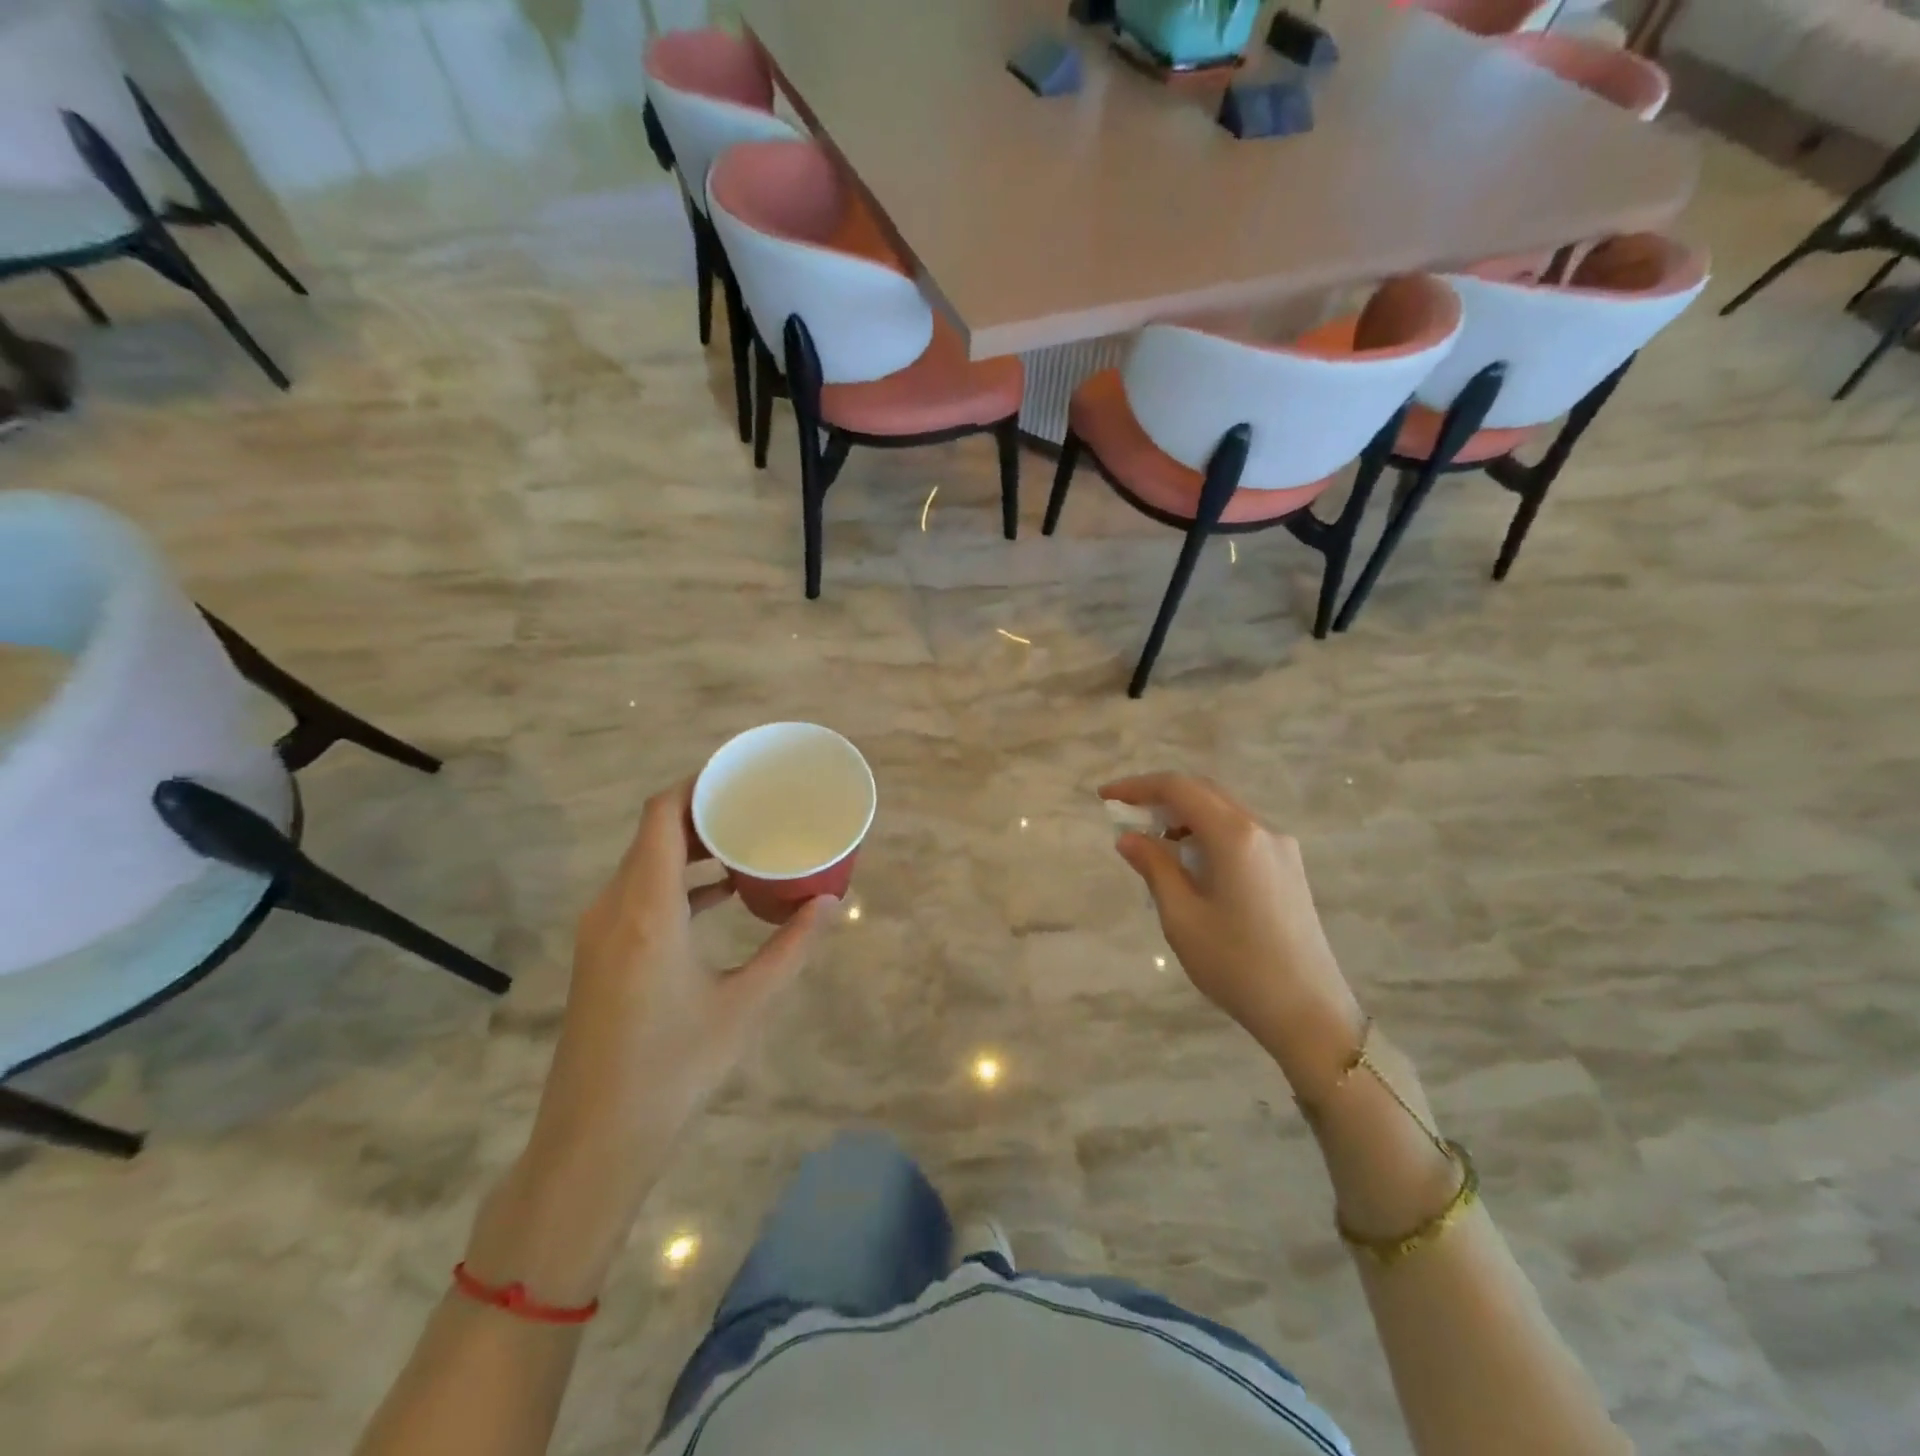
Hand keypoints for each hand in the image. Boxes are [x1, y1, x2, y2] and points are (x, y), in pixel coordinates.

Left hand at [476, 780, 831, 1301]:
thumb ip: (790, 948)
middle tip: (754, 806)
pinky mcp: (602, 954)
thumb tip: (831, 904)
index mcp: (647, 908)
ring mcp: (602, 931)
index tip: (738, 776)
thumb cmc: (674, 1067)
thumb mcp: (745, 1005)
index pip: (661, 815)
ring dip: (689, 847)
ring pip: (644, 863)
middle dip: (702, 812)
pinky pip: (639, 893)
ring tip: (743, 843)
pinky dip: (677, 881)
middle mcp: (615, 907)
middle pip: (653, 832)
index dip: (696, 784)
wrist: (594, 1139)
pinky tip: (719, 895)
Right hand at [1101, 773, 1364, 1099]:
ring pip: (1223, 812)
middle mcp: (1262, 830)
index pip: (1178, 788)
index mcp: (1234, 836)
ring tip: (1153, 846)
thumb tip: (1128, 837)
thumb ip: (1154, 867)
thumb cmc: (1237, 965)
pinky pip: (1240, 834)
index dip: (1137, 786)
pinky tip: (1190, 864)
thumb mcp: (1181, 917)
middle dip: (1160, 797)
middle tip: (1125, 817)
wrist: (1309, 1012)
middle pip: (1203, 792)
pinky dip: (1207, 834)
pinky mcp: (1288, 868)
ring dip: (1184, 816)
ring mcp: (1281, 848)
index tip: (1105, 797)